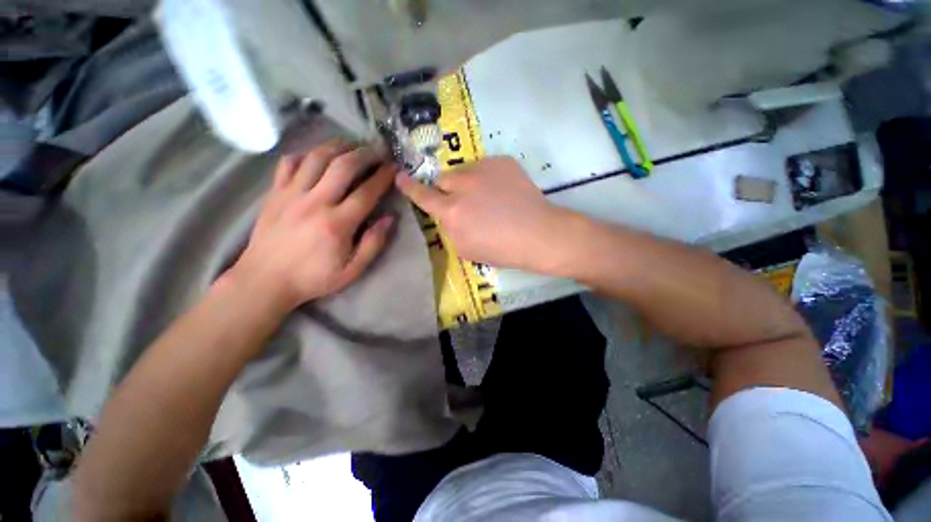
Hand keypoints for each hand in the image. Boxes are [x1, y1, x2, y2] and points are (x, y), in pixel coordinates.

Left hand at [228, 142, 397, 310]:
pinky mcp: (274, 192)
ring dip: (338, 146)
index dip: (383, 177)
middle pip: (343, 166)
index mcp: (337, 224)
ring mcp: (291, 194)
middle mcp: (315, 202)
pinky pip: (289, 163)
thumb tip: (389, 218)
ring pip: (316, 157)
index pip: (366, 192)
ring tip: (352, 145)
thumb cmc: (313, 278)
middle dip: (365, 154)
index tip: (393, 167)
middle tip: (377, 150)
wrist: (265, 280)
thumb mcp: (352, 270)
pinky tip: (317, 156)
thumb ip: (373, 244)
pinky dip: (305, 154)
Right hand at [395, 157, 581, 273]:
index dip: (410, 187)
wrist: (539, 235)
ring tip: (489, 198)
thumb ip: (450, 228)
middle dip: (448, 190)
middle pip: (443, 179)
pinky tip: (503, 192)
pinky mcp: (502, 161)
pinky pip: (485, 167)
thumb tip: (449, 215)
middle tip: (465, 202)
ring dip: (468, 183)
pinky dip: (488, 179)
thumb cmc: (502, 250)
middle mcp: (463, 186)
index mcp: (452, 212)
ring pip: (464, 171)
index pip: (423, 196)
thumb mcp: (466, 249)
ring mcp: (484, 169)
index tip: (400, 177)